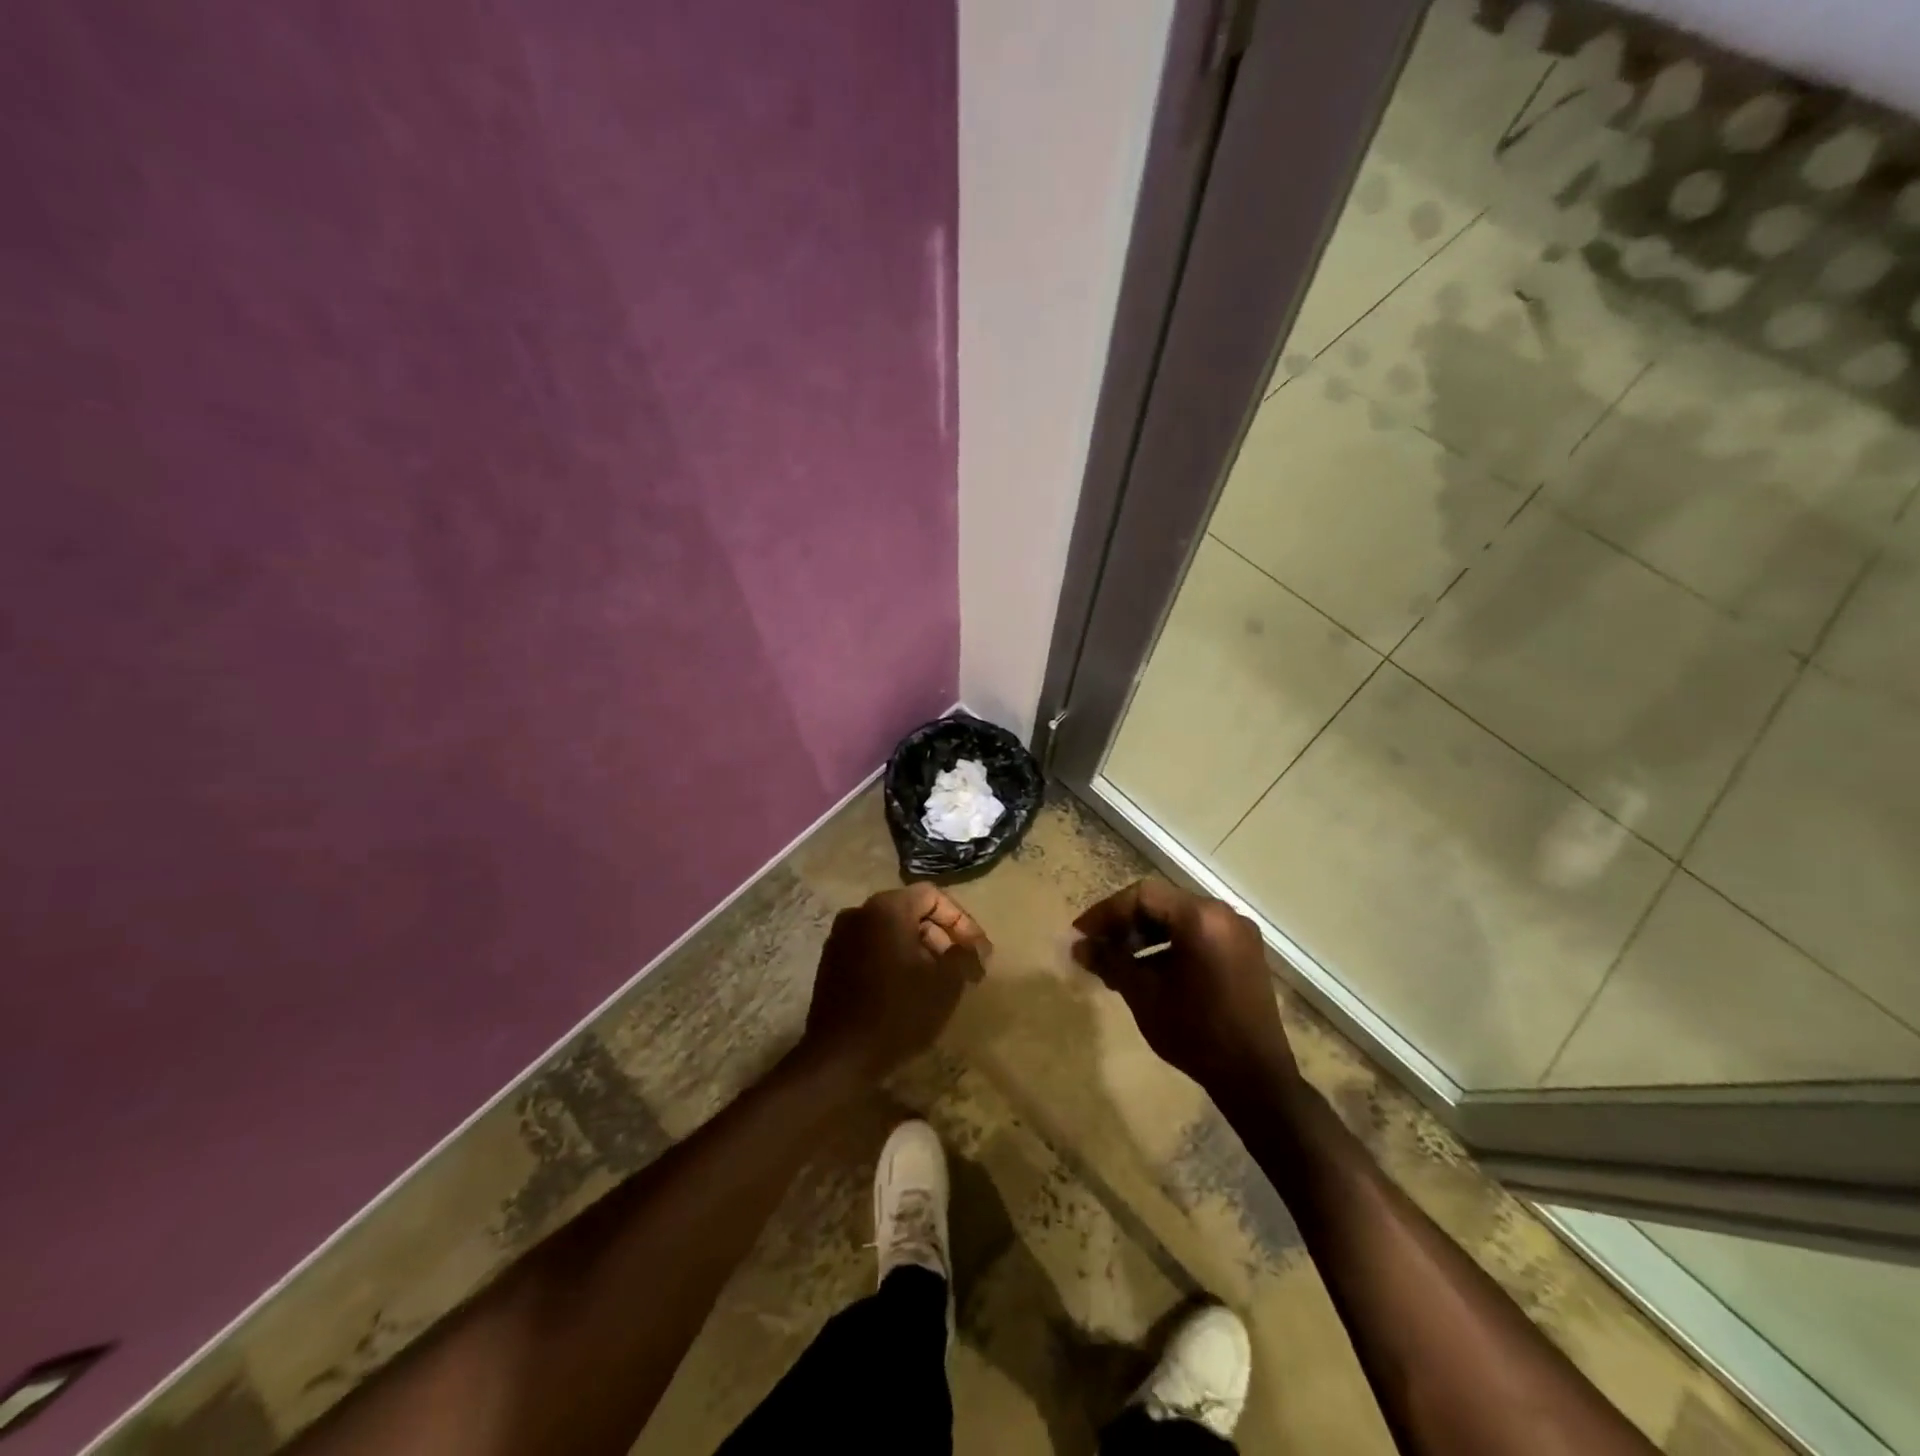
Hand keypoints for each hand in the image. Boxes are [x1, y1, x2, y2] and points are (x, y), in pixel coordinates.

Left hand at [801, 884, 989, 1079]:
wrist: (840, 1057)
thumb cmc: (899, 1012)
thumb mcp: (946, 982)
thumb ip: (965, 955)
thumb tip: (974, 948)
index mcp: (887, 908)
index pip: (933, 896)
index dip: (962, 922)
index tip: (979, 952)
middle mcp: (859, 913)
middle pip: (912, 913)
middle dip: (943, 938)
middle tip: (965, 969)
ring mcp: (841, 938)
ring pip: (892, 933)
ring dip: (921, 951)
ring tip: (941, 983)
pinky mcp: (832, 964)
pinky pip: (873, 950)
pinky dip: (896, 962)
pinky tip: (911, 992)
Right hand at [1072, 877, 1298, 1099]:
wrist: (1255, 1078)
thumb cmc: (1195, 1032)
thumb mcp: (1144, 994)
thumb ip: (1109, 961)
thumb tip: (1078, 946)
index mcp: (1201, 918)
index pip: (1143, 896)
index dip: (1106, 912)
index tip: (1081, 935)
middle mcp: (1223, 914)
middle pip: (1161, 904)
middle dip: (1124, 923)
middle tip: (1095, 947)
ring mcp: (1237, 933)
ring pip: (1178, 919)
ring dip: (1144, 935)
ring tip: (1116, 963)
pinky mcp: (1243, 953)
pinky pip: (1197, 935)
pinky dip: (1169, 945)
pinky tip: (1147, 972)